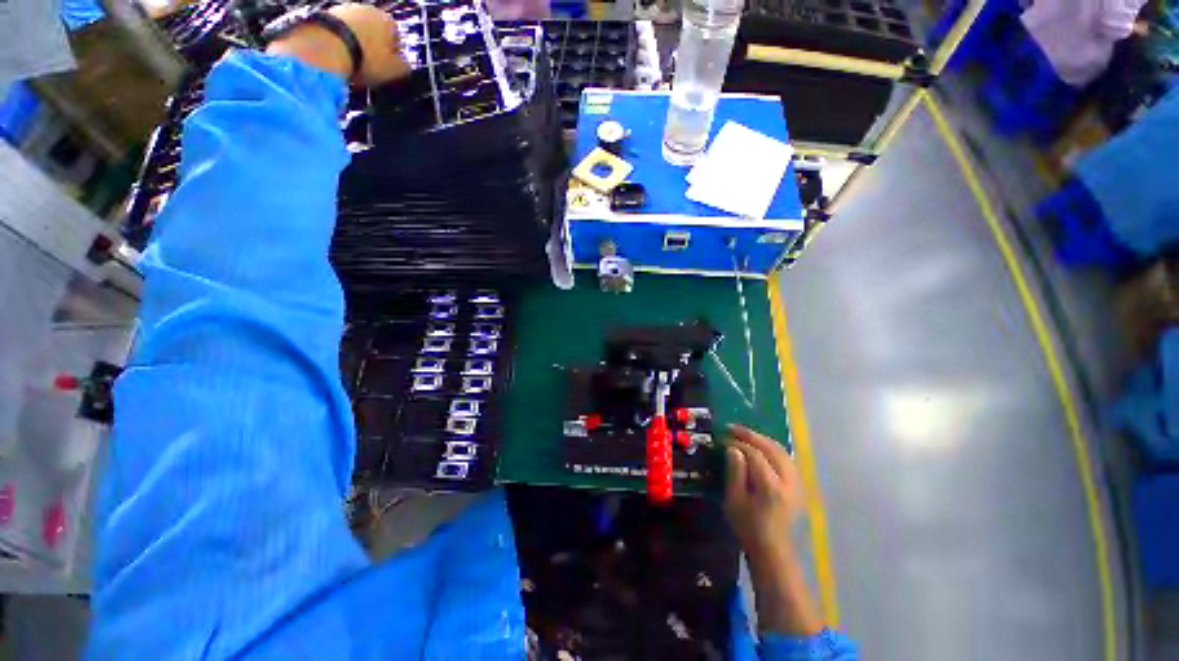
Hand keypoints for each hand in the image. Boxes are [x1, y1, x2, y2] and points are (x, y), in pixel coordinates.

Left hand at [266, 3, 409, 85]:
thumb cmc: (366, 59)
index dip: (394, 56)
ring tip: (352, 65)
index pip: (396, 38)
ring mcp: (344, 9)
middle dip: (373, 48)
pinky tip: (338, 58)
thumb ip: (404, 67)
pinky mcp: (324, 14)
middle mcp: (367, 9)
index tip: (388, 70)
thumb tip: (405, 66)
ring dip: (356, 45)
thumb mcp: (394, 70)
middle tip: (370, 68)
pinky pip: (338, 33)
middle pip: (374, 32)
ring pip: (356, 32)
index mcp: (388, 20)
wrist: (325, 47)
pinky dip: (340, 44)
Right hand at [724, 424, 824, 635]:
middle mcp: (787, 481)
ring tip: (744, 434)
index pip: (755, 454)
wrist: (773, 551)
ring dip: (762, 439)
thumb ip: (735, 472)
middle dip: (751, 435)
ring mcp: (796, 483)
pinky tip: (760, 447)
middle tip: (732, 428)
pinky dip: (772, 448)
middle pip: (772, 448)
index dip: (738, 443)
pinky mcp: (798, 486)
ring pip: (781, 451)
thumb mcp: (734, 501)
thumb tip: (733, 449)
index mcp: (770, 487)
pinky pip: (786, 458)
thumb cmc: (748, 527)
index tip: (723, 438)